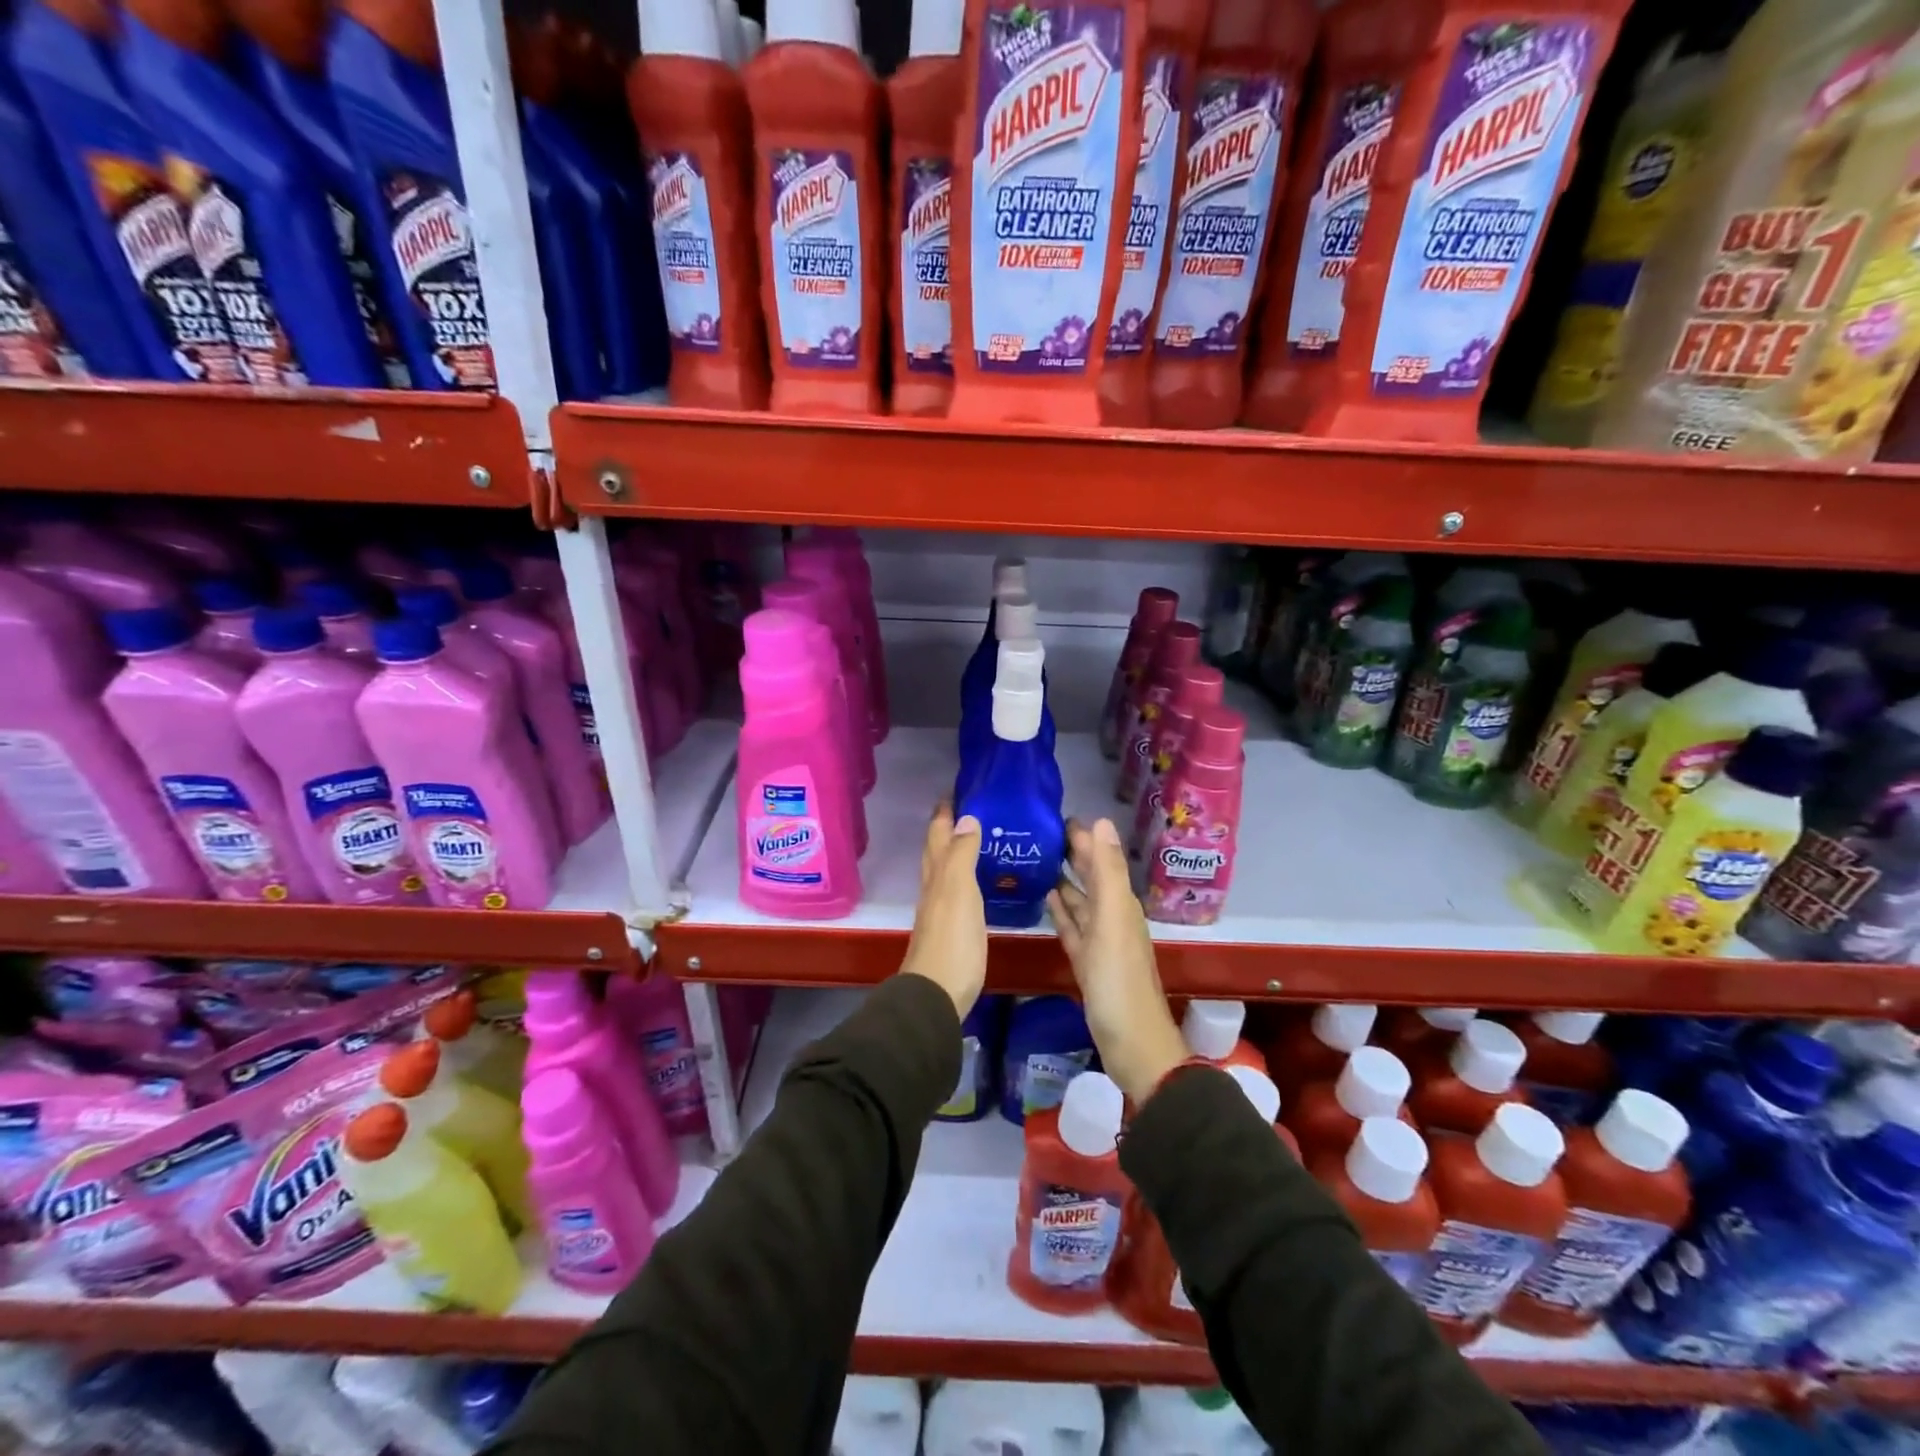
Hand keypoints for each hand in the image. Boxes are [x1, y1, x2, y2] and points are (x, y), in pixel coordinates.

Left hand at [899, 802, 986, 1017]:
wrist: (937, 993)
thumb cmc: (952, 939)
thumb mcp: (959, 891)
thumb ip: (962, 855)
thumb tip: (966, 817)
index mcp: (937, 874)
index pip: (938, 834)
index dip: (945, 811)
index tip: (959, 788)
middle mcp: (935, 887)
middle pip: (937, 849)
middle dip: (948, 826)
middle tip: (970, 807)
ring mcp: (941, 910)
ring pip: (945, 870)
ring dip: (957, 850)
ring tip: (980, 836)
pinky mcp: (952, 929)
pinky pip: (958, 891)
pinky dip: (966, 877)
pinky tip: (979, 882)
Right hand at [1048, 818, 1187, 1104]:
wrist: (1132, 1044)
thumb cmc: (1119, 980)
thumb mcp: (1113, 920)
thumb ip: (1107, 871)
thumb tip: (1101, 821)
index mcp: (1119, 904)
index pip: (1099, 859)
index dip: (1082, 837)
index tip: (1056, 815)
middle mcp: (1112, 917)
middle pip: (1090, 877)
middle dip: (1072, 854)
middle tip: (1040, 833)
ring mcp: (1099, 942)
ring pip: (1080, 901)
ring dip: (1064, 880)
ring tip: (1038, 860)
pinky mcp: (1087, 963)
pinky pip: (1072, 927)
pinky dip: (1062, 911)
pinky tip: (1047, 899)